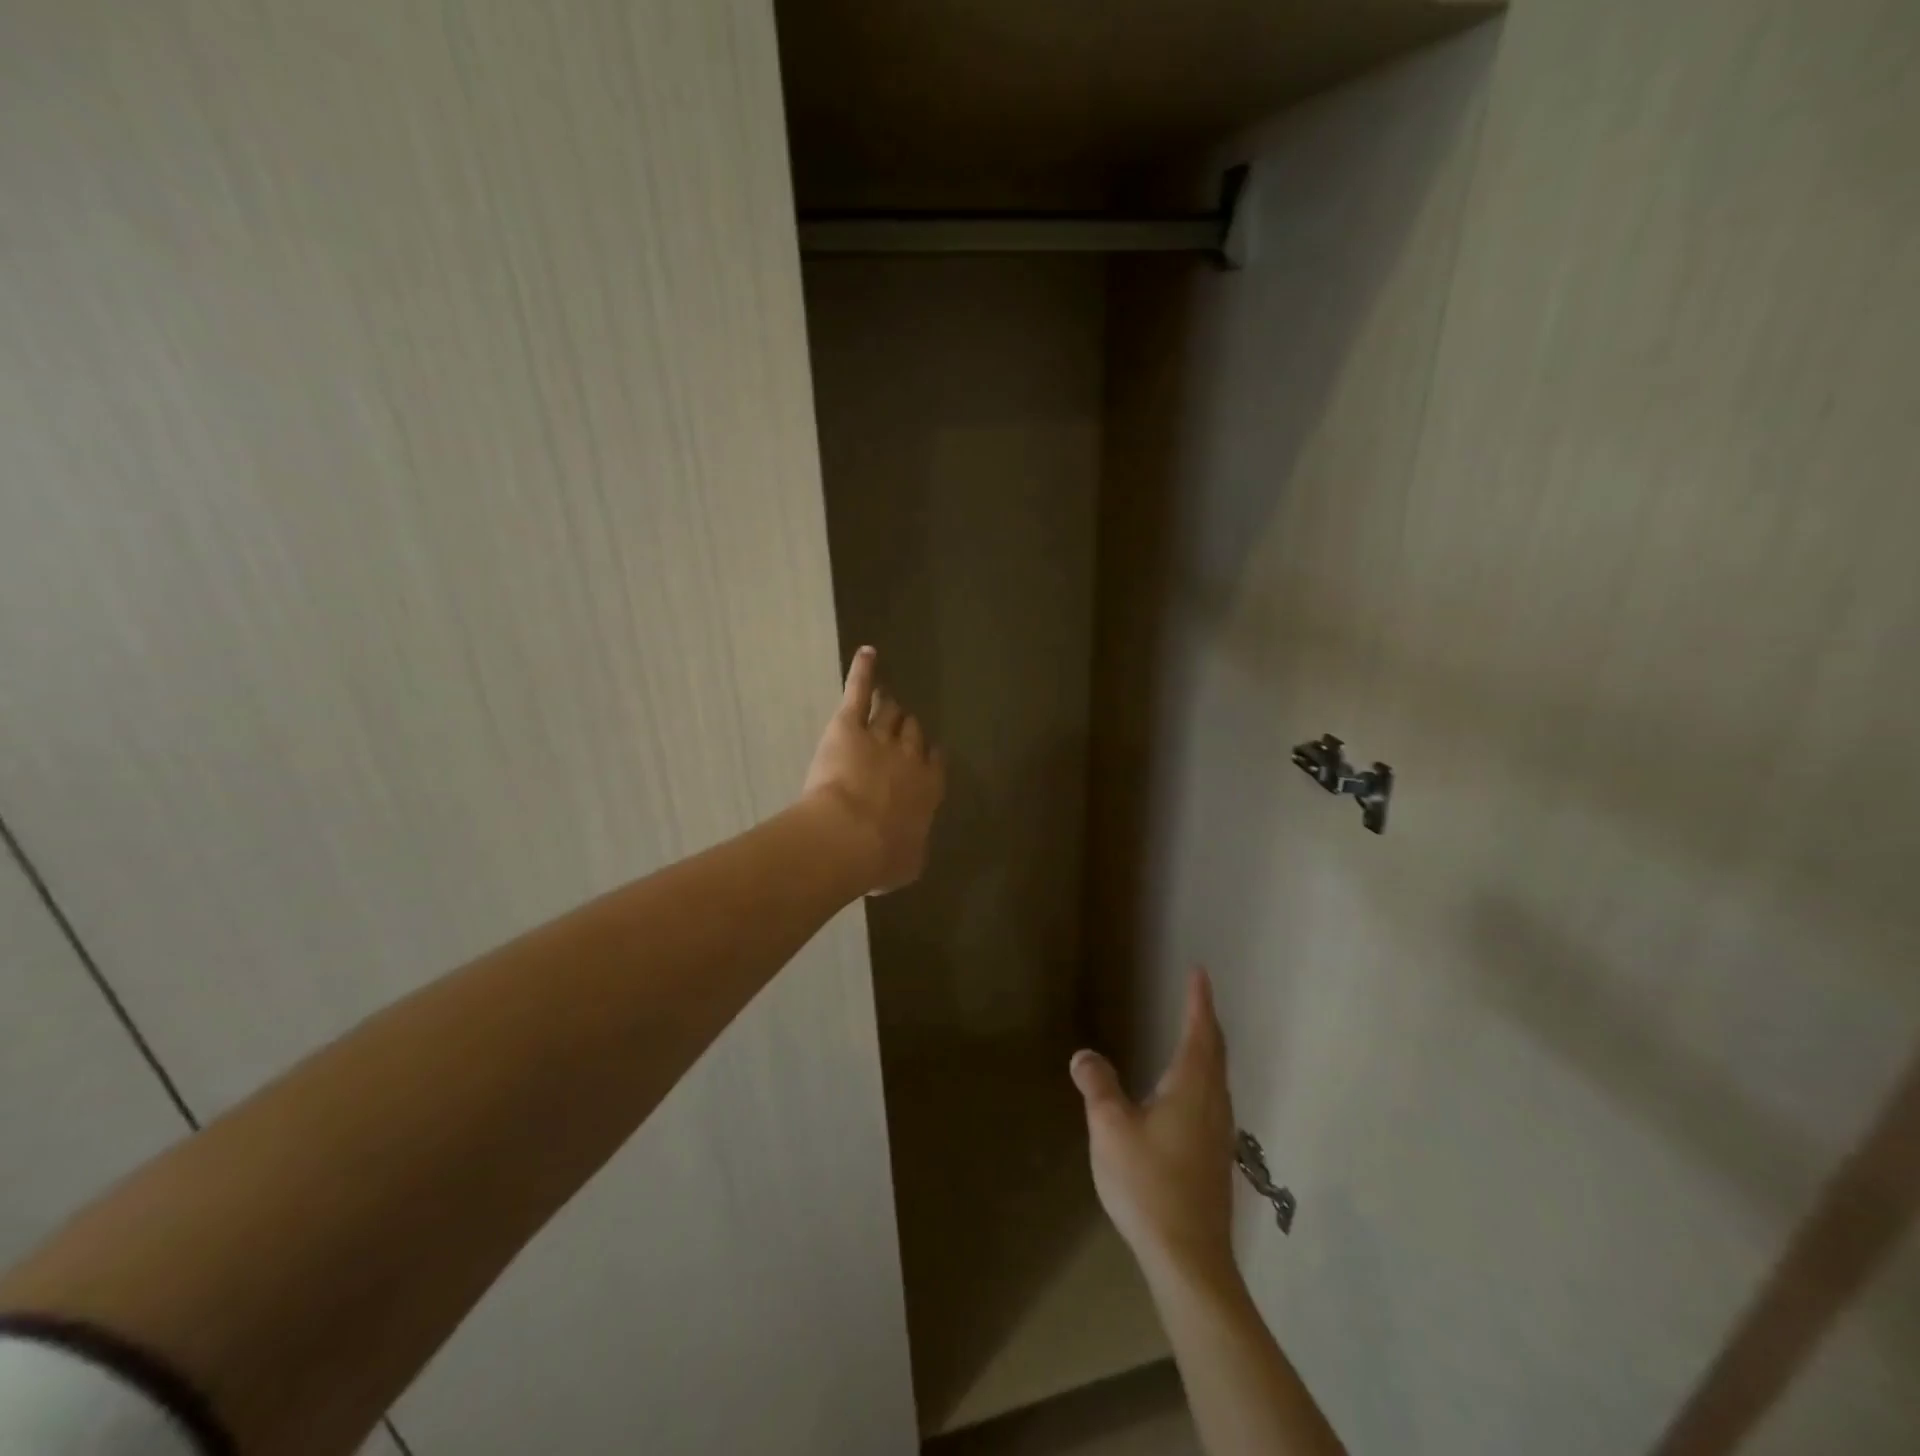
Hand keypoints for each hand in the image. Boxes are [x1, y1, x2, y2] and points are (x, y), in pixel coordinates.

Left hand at [802, 646, 945, 894]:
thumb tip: (910, 847)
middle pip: (913, 733)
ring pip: (891, 713)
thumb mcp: (907, 864)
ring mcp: (880, 736)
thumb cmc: (880, 858)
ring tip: (886, 697)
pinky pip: (859, 691)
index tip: (924, 754)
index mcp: (927, 789)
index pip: (934, 762)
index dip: (928, 756)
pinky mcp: (849, 725)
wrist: (849, 836)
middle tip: (899, 728)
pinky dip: (863, 671)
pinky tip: (866, 653)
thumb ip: (912, 848)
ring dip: (890, 707)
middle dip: (908, 730)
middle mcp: (910, 757)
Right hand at [1072, 967, 1237, 1289]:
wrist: (1189, 1259)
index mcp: (1191, 1088)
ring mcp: (1219, 1133)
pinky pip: (1214, 1098)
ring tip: (1195, 1035)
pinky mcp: (1216, 1158)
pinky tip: (1188, 1094)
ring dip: (1209, 1049)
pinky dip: (1205, 1076)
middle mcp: (1212, 1104)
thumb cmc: (1149, 1184)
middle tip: (1197, 996)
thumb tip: (1084, 1055)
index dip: (1199, 1000)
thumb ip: (1098, 1086)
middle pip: (1216, 1052)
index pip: (1199, 1031)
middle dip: (1206, 1020)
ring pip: (1218, 1077)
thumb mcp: (1110, 1128)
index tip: (1200, 972)